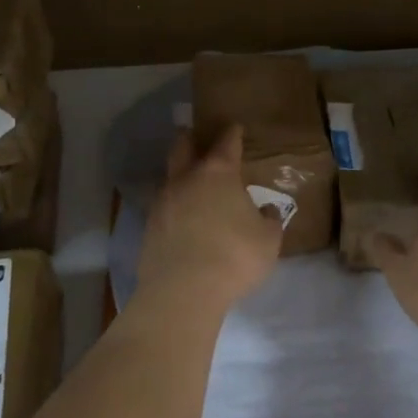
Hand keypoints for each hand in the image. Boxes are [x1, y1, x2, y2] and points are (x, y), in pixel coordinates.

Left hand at [136, 125, 283, 314]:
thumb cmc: (233, 256)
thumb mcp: (267, 241)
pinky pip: (163, 206)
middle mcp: (187, 178)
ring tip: (191, 182)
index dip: (232, 133)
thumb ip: (268, 221)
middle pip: (183, 146)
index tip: (235, 127)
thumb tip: (266, 211)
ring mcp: (163, 201)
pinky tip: (182, 217)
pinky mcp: (149, 226)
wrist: (183, 289)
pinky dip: (173, 206)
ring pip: (170, 176)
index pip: (227, 143)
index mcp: (219, 173)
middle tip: (196, 137)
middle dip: (191, 139)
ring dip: (180, 174)